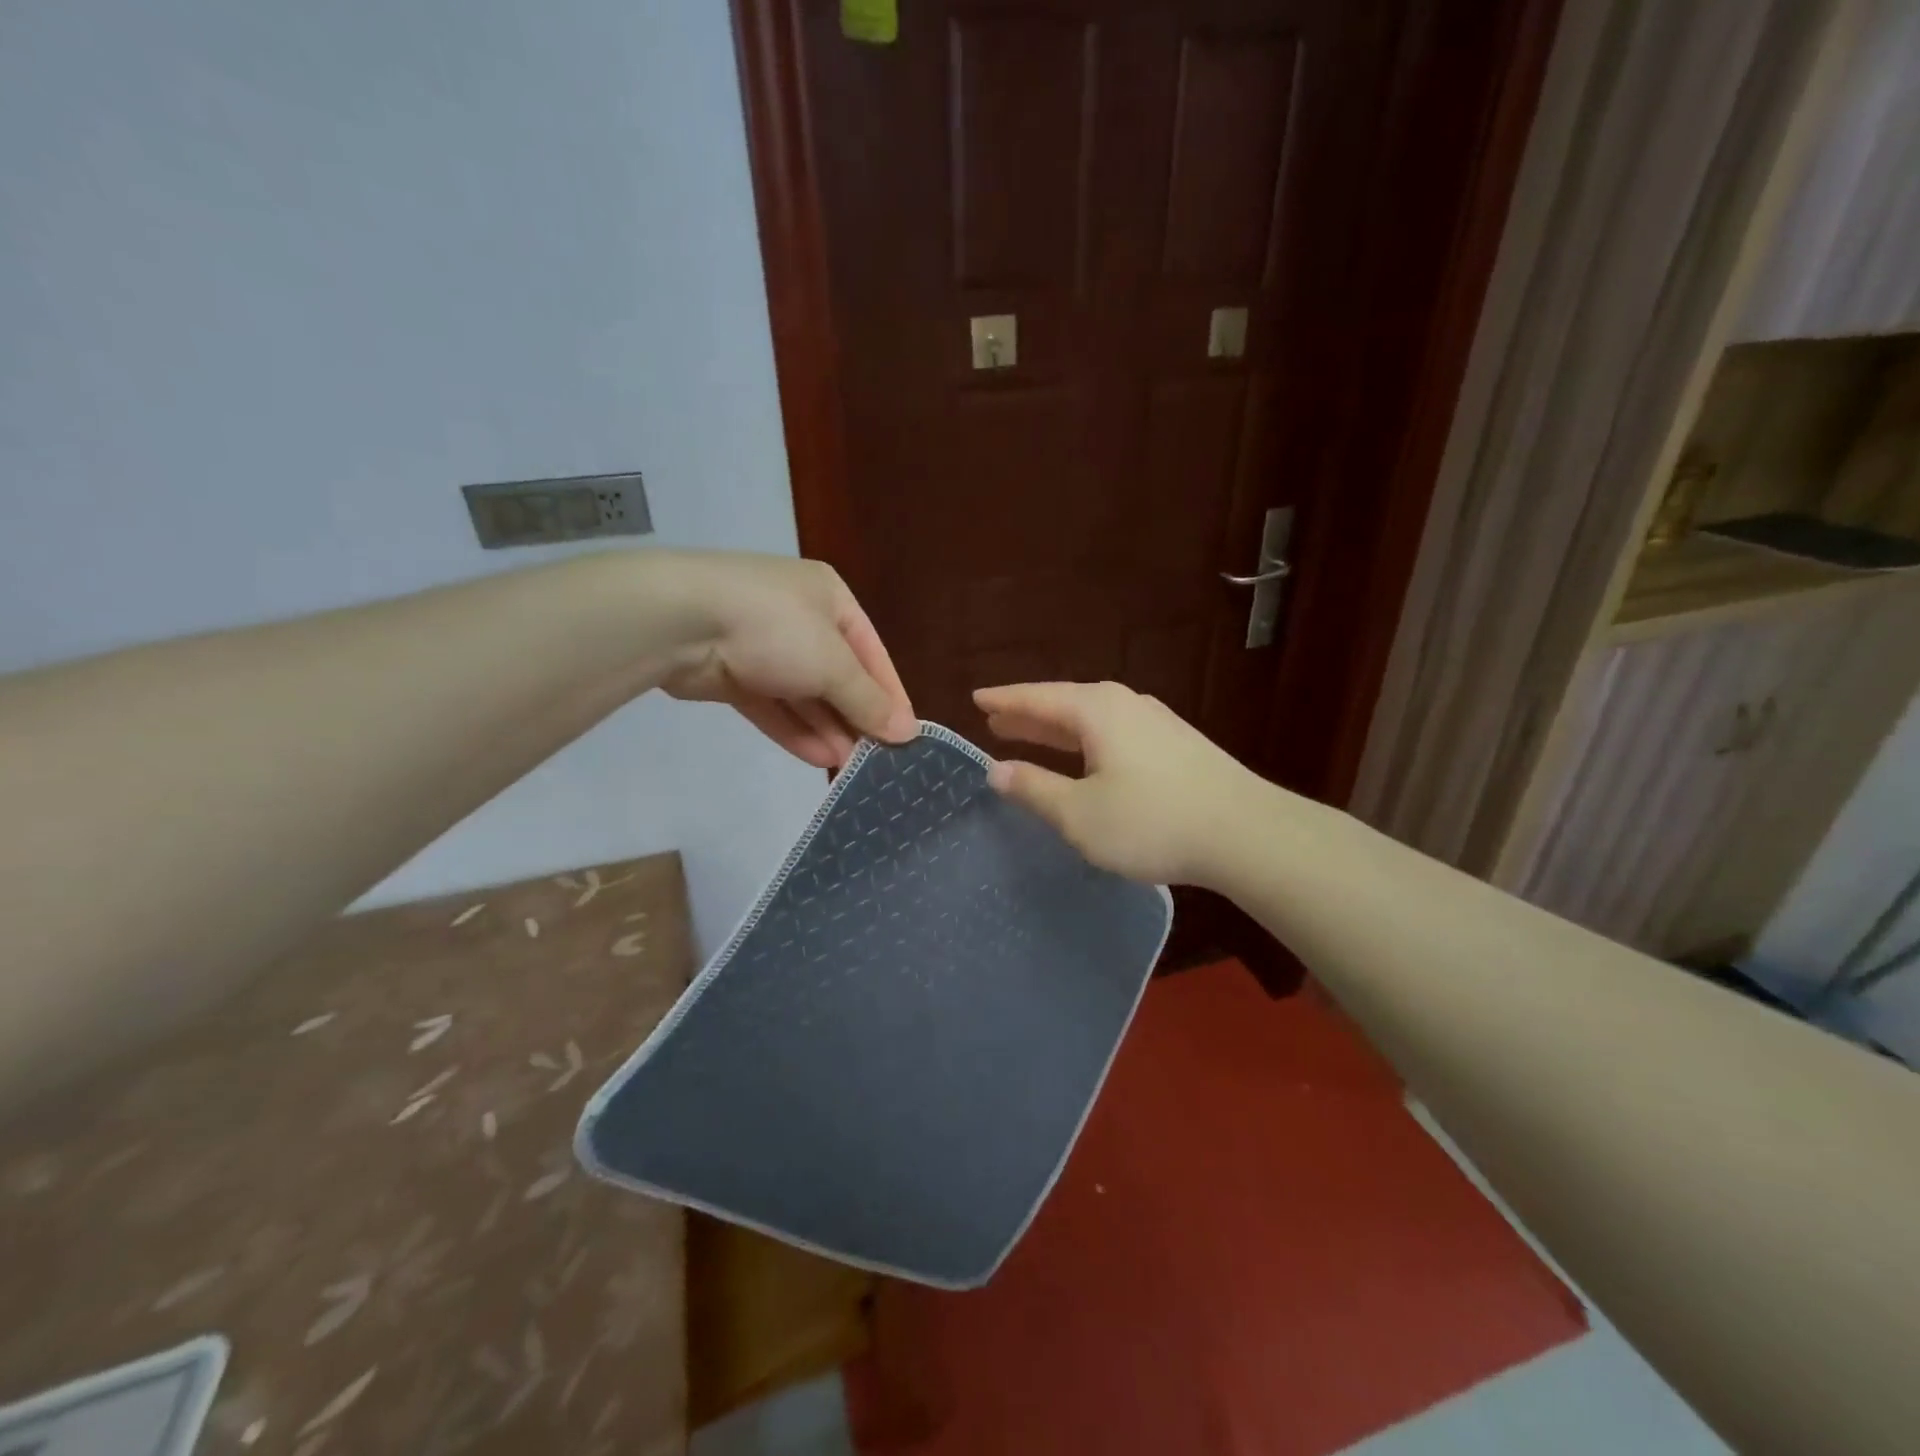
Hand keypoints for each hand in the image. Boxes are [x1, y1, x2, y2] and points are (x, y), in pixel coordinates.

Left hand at [652, 552, 916, 767]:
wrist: (680, 622)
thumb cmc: (775, 628)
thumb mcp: (834, 664)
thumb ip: (868, 700)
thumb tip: (907, 732)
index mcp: (830, 599)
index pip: (872, 653)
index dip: (890, 696)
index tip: (906, 736)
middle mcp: (800, 618)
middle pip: (838, 676)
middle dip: (856, 717)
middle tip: (878, 759)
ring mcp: (763, 646)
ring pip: (804, 695)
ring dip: (827, 729)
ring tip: (851, 768)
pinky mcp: (733, 673)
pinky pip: (773, 705)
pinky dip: (795, 729)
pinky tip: (819, 759)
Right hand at [974, 680, 1268, 885]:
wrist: (1247, 833)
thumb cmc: (1151, 821)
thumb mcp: (1079, 813)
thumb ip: (1034, 789)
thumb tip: (996, 770)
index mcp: (1096, 710)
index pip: (1037, 697)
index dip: (1004, 700)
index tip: (976, 699)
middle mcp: (1124, 704)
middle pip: (1064, 704)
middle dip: (1028, 714)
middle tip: (996, 721)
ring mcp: (1155, 722)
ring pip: (1091, 719)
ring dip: (1057, 729)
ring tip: (1029, 736)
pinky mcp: (1175, 744)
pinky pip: (1113, 732)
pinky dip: (1085, 741)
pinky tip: (1085, 758)